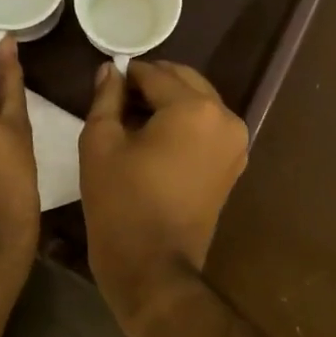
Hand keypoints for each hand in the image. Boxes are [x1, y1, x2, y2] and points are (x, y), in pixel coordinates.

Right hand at [80, 60, 247, 328]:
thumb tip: (111, 69)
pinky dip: (184, 123)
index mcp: (194, 107)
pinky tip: (156, 141)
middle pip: (183, 81)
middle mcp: (224, 116)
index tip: (106, 88)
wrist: (153, 267)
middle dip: (152, 85)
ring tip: (135, 124)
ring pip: (198, 101)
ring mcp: (236, 141)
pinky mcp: (234, 162)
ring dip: (169, 102)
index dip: (127, 76)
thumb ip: (107, 97)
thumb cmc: (121, 202)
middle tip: (119, 104)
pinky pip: (208, 125)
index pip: (154, 73)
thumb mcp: (100, 143)